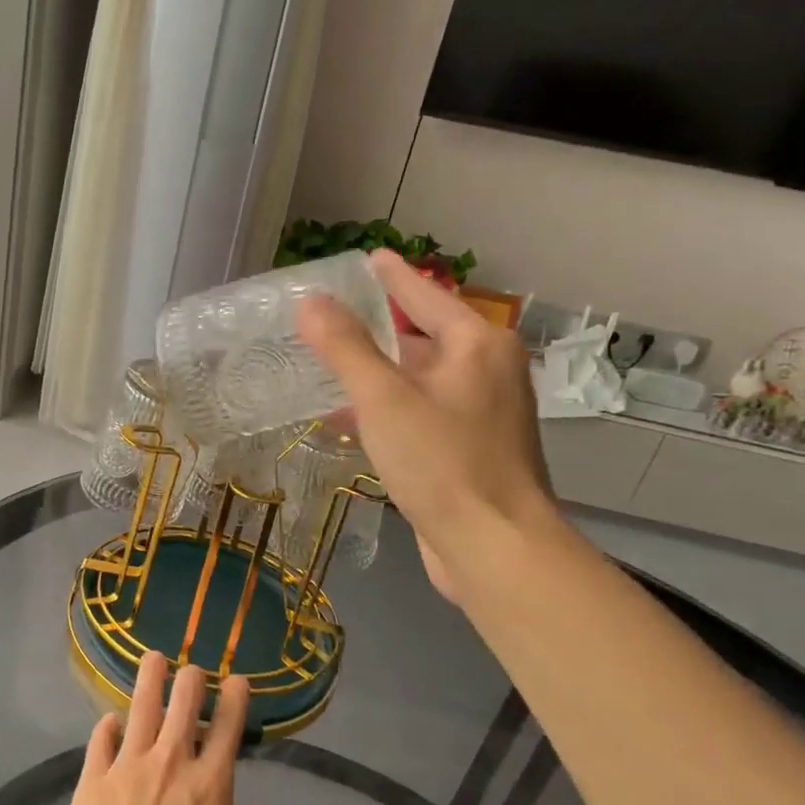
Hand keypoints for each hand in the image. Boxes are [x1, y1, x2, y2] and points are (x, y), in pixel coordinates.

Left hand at [58, 652, 293, 804]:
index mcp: (210, 783)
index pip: (227, 724)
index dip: (235, 696)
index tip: (237, 680)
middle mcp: (170, 762)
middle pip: (183, 702)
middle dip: (192, 679)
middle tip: (193, 671)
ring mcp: (126, 767)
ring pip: (140, 706)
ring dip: (150, 678)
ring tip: (154, 658)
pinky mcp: (91, 781)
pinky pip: (101, 739)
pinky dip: (109, 725)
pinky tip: (112, 720)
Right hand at [297, 248, 556, 600]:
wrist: (493, 545)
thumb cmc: (442, 462)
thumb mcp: (384, 398)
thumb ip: (345, 348)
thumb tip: (311, 302)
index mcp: (478, 346)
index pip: (426, 296)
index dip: (393, 277)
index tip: (369, 258)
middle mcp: (487, 372)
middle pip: (426, 337)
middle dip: (380, 328)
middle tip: (334, 317)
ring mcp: (482, 414)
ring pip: (421, 380)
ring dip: (379, 374)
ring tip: (332, 366)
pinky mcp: (470, 451)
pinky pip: (422, 414)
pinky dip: (388, 411)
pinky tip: (350, 422)